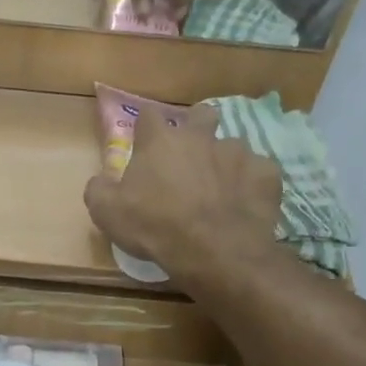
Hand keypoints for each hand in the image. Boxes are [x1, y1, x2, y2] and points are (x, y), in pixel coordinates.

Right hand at [84, 104, 280, 282]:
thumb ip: (99, 189)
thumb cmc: (155, 227)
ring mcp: (238, 153)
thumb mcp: (106, 213)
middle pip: (201, 114)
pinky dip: (251, 185)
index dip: (146, 127)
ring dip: (224, 162)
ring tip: (220, 191)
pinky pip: (259, 172)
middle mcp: (200, 137)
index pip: (148, 116)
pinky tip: (244, 205)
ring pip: (232, 146)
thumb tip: (100, 181)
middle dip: (197, 127)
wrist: (214, 251)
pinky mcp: (266, 174)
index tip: (144, 144)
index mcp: (160, 141)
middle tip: (190, 156)